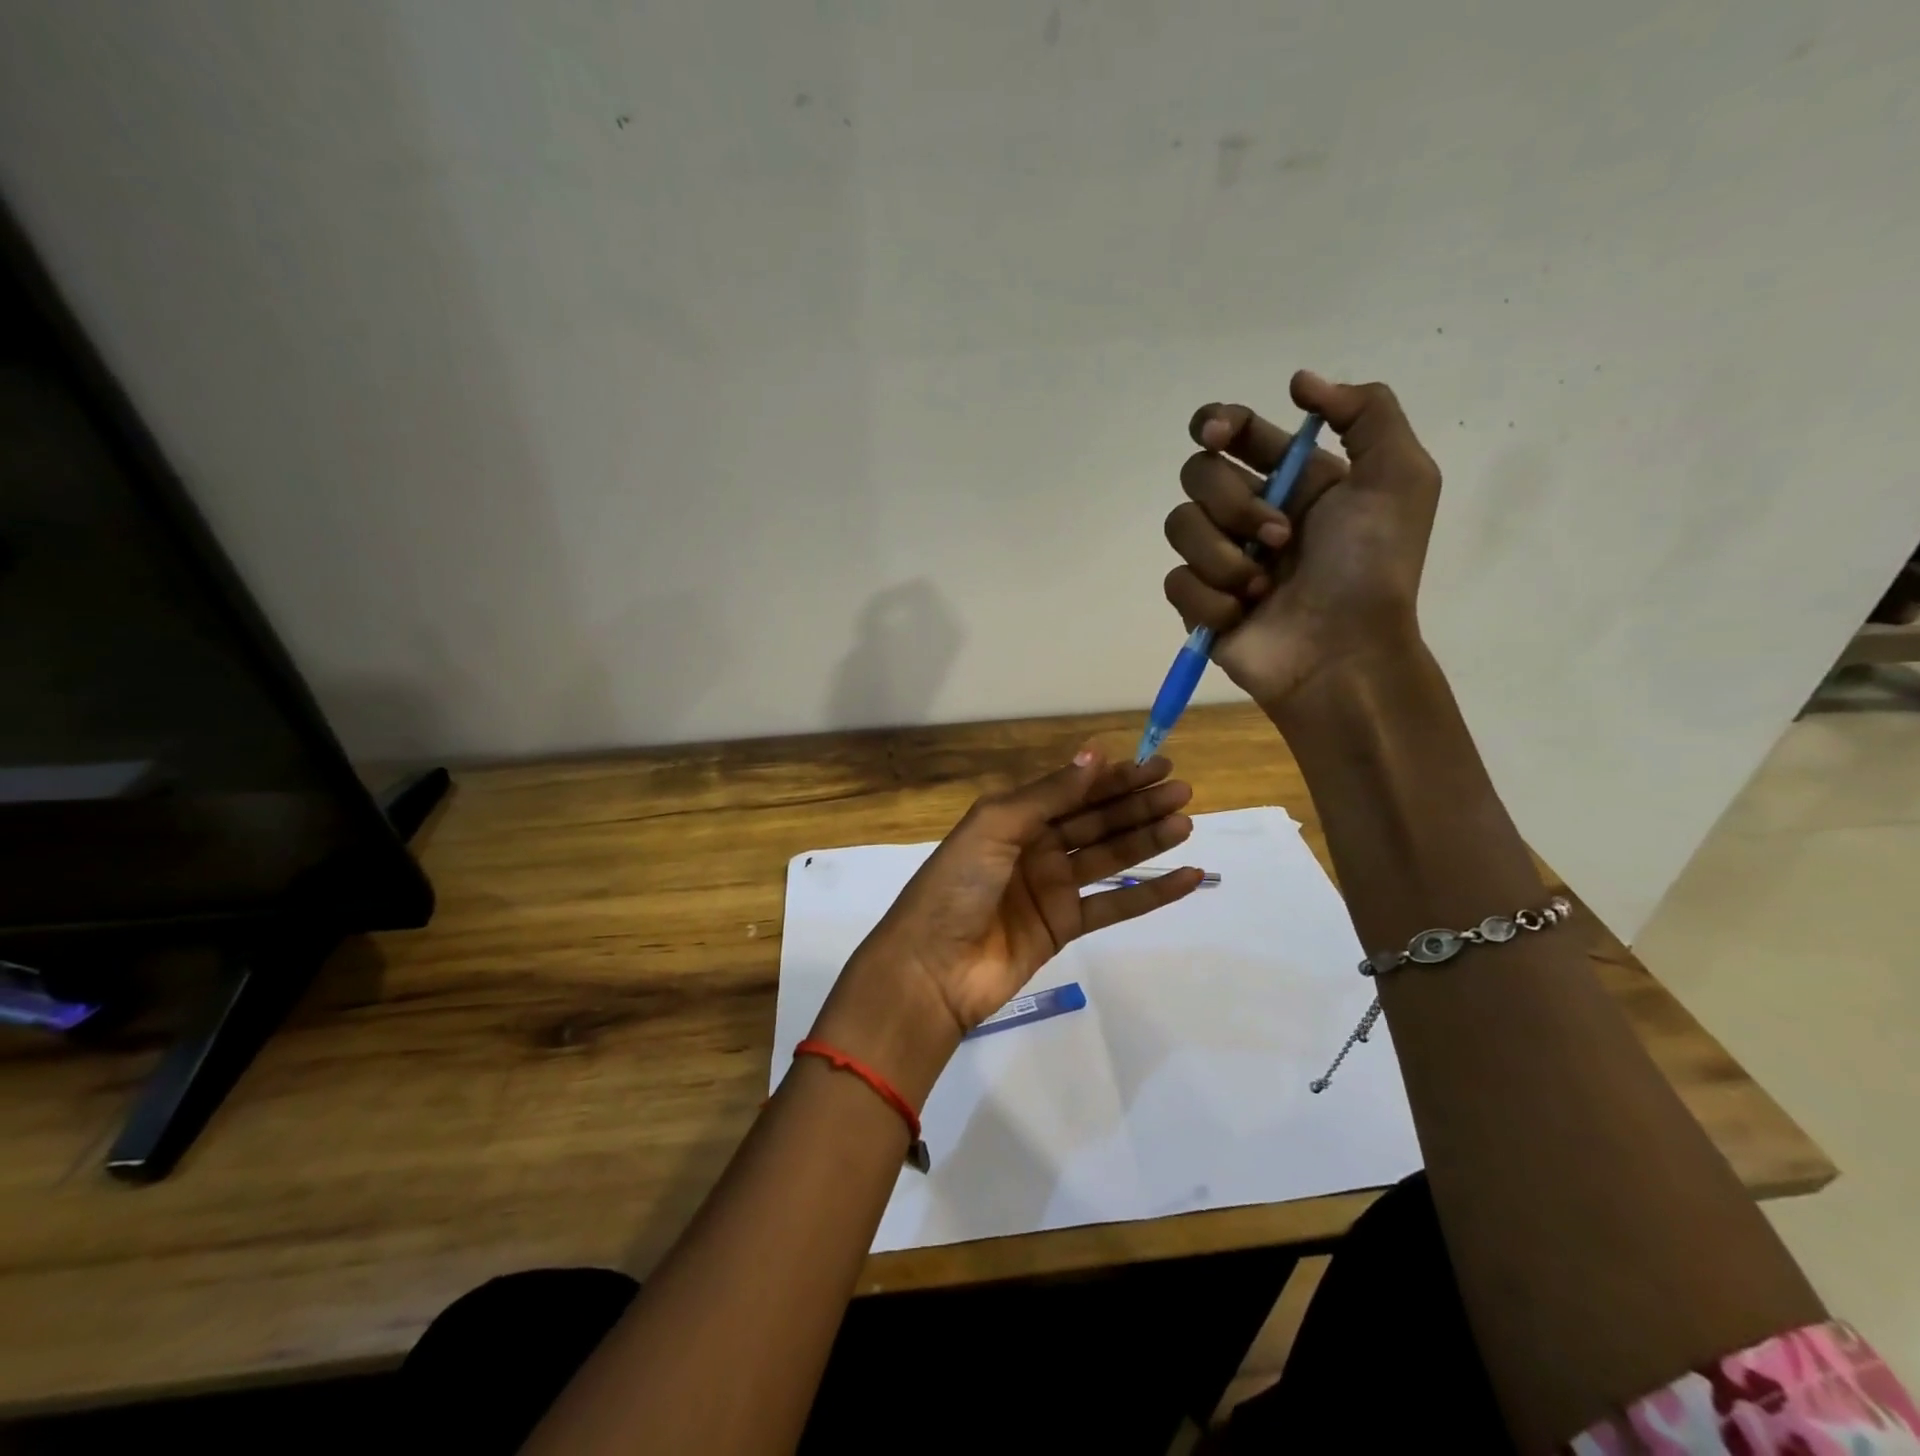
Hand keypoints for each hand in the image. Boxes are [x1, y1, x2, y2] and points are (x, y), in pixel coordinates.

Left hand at [811, 748, 1203, 1099]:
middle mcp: (1035, 847)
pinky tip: (1186, 878)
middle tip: (1183, 790)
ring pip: (1109, 857)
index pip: (1073, 790)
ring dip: (1147, 840)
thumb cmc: (956, 885)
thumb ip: (1047, 794)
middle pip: (1096, 820)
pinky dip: (1150, 892)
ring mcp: (1051, 888)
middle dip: (1138, 804)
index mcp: (1014, 817)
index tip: (1156, 765)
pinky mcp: (1064, 926)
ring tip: (1186, 823)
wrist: (932, 968)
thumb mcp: (994, 826)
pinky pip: (1114, 904)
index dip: (1114, 778)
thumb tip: (1094, 755)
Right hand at [1162, 371, 1440, 709]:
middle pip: (1197, 474)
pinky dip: (1210, 598)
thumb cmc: (1372, 569)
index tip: (1216, 434)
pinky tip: (1241, 615)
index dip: (1216, 423)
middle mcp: (1249, 512)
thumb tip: (1299, 382)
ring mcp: (1220, 559)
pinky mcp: (1198, 603)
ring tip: (1262, 586)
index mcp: (1293, 480)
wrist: (1343, 654)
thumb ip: (1366, 413)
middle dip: (1233, 502)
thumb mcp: (1399, 478)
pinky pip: (1176, 581)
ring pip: (1179, 526)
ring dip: (1224, 556)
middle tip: (1280, 536)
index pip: (1233, 433)